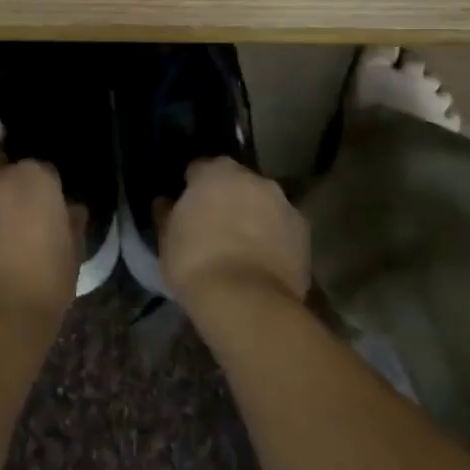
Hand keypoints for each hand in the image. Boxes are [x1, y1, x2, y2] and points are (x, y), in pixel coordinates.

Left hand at [0, 160, 79, 337]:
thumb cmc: (44, 284)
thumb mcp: (73, 254)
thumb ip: (71, 223)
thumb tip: (70, 210)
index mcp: (33, 178)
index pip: (44, 171)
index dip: (48, 193)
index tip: (50, 216)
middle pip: (2, 169)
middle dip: (9, 186)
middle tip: (18, 219)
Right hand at [161, 157, 310, 313]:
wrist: (246, 300)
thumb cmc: (196, 263)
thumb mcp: (166, 240)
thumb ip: (167, 214)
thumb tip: (165, 202)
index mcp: (216, 171)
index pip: (199, 169)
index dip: (192, 187)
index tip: (188, 208)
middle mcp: (254, 178)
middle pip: (236, 182)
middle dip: (227, 197)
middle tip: (215, 226)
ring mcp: (283, 202)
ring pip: (263, 203)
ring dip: (254, 215)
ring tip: (242, 247)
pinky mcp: (304, 230)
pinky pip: (282, 227)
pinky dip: (274, 237)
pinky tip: (263, 261)